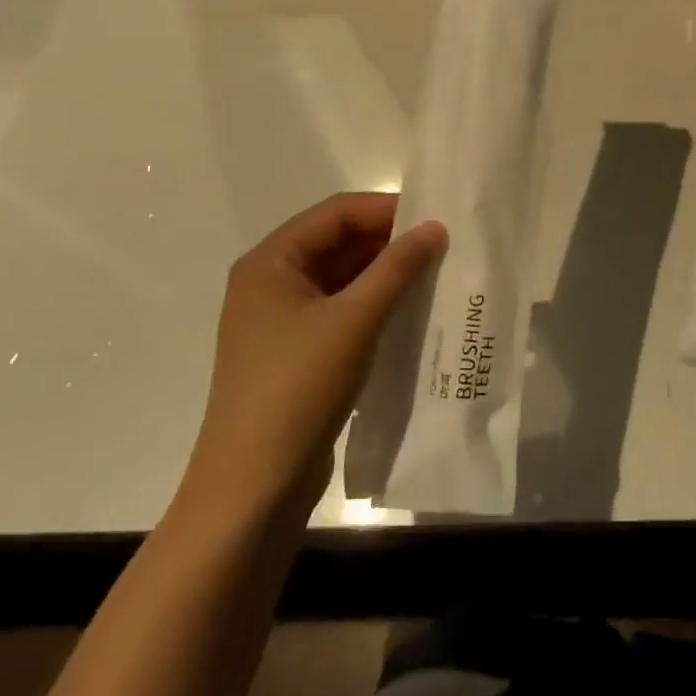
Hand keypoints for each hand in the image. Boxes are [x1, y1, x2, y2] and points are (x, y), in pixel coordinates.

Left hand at [174, 193, 445, 527]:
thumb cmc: (298, 387)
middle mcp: (270, 282)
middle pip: (337, 243)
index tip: (436, 217)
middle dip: (389, 243)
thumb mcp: (354, 320)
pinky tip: (410, 313)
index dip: (386, 209)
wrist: (253, 486)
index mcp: (270, 262)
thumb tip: (435, 227)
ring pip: (341, 279)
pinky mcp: (295, 353)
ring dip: (385, 276)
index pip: (335, 214)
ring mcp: (281, 321)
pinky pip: (340, 311)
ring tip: (436, 277)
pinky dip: (374, 307)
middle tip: (443, 248)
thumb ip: (397, 268)